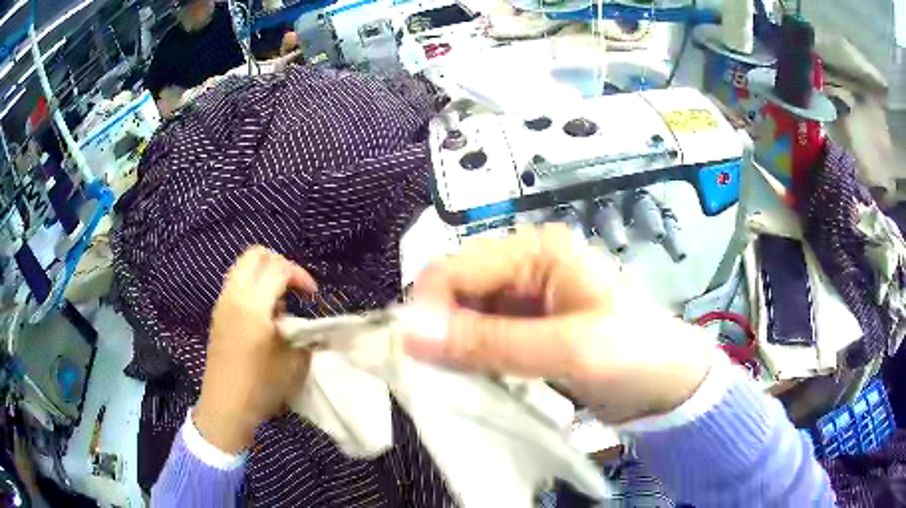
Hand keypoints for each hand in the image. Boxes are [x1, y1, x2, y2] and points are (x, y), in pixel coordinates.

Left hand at [194, 246, 317, 453]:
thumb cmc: (261, 385)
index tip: (312, 296)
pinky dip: (252, 288)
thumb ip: (302, 334)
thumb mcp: (293, 362)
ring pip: (242, 268)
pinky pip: (236, 285)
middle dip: (279, 264)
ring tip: (279, 303)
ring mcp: (223, 304)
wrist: (226, 406)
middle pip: (255, 255)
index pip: (278, 268)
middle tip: (293, 287)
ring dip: (263, 275)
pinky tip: (263, 316)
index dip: (300, 276)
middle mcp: (234, 296)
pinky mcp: (218, 315)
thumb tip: (304, 323)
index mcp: (253, 305)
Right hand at [399, 225, 715, 422]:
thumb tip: (409, 333)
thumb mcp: (567, 349)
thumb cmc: (633, 356)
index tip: (416, 358)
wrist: (670, 387)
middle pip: (457, 293)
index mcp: (537, 252)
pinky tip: (478, 383)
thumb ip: (489, 342)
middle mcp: (526, 268)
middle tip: (437, 377)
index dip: (428, 310)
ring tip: (459, 384)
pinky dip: (473, 361)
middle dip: (441, 331)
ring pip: (466, 319)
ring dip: (456, 350)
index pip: (456, 269)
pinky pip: (483, 340)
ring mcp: (527, 302)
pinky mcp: (528, 332)